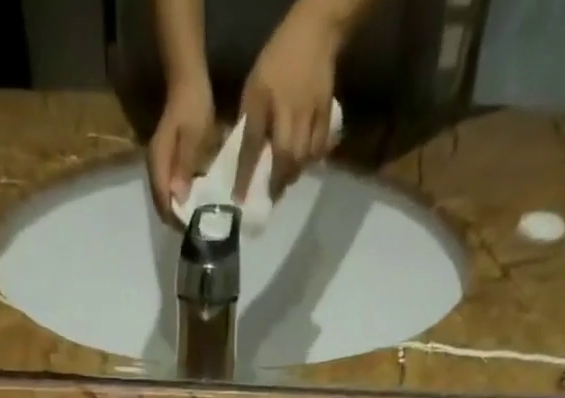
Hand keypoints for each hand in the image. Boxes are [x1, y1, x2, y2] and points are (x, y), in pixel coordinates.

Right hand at [148, 75, 214, 223]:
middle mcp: (154, 168)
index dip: (176, 219)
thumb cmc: (193, 106)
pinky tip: (194, 200)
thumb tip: (179, 198)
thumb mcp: (194, 136)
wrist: (186, 80)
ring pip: (165, 198)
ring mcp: (158, 165)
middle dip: (177, 219)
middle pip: (162, 204)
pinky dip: (180, 198)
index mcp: (159, 163)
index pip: (163, 202)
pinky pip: (170, 188)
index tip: (193, 230)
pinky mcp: (165, 161)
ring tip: (198, 218)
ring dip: (179, 210)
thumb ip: (185, 167)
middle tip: (198, 228)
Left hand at [236, 6, 341, 201]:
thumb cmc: (278, 59)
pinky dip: (312, 159)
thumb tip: (245, 150)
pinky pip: (320, 145)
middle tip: (271, 196)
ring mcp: (309, 112)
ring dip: (293, 173)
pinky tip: (306, 162)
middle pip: (283, 156)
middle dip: (277, 181)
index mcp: (263, 100)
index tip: (239, 198)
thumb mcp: (254, 84)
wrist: (315, 32)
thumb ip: (249, 116)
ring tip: (287, 181)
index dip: (244, 174)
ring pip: (303, 155)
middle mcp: (286, 110)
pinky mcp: (326, 112)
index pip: (251, 144)